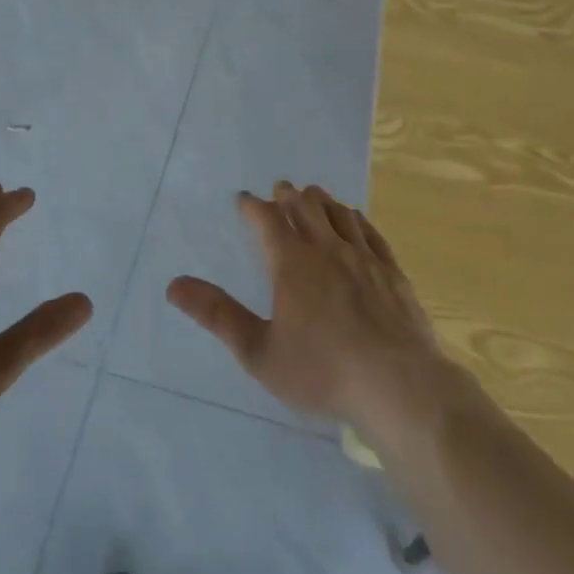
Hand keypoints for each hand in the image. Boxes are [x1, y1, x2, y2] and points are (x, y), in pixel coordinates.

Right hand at [167, 182, 456, 438]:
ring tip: (313, 194)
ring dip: (321, 200)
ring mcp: (363, 258)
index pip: (267, 221)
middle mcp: (327, 249)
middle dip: (288, 196)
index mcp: (292, 264)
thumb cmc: (322, 371)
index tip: (243, 199)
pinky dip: (356, 219)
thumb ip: (218, 315)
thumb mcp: (259, 351)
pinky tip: (355, 218)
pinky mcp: (392, 272)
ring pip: (338, 214)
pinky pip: (370, 233)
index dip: (252, 207)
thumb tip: (174, 285)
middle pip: (305, 209)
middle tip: (280, 188)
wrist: (399, 385)